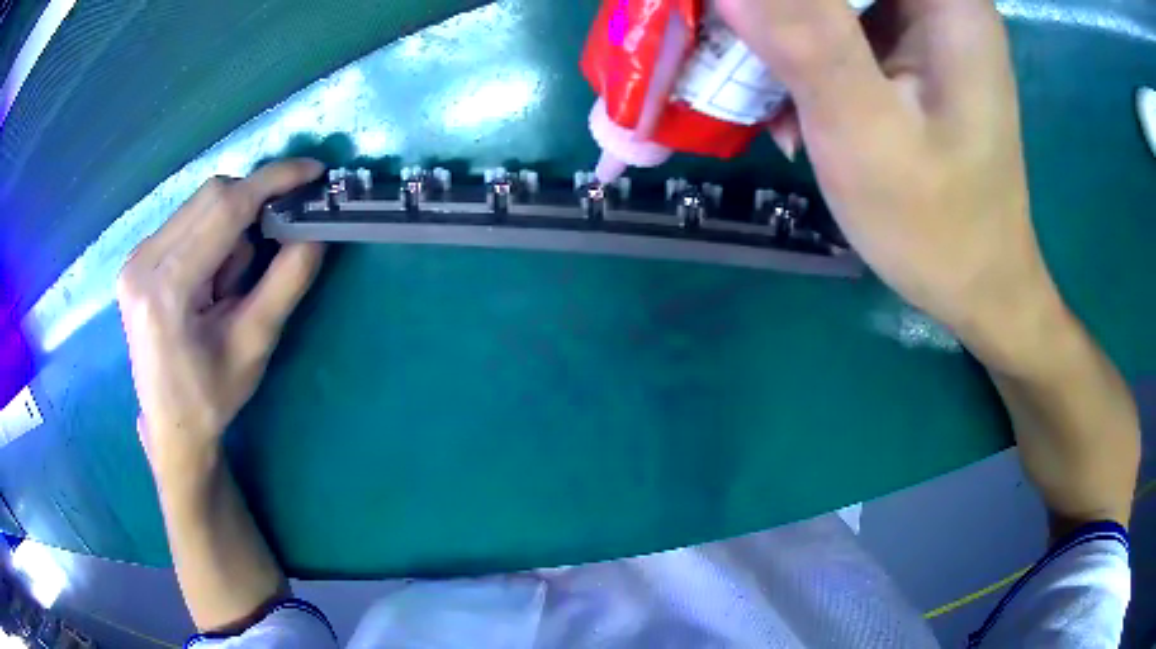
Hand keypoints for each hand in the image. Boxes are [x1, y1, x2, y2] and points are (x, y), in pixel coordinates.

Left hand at [117, 159, 324, 473]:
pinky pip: (186, 220)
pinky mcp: (137, 260)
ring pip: (199, 205)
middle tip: (273, 244)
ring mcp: (135, 258)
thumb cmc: (212, 396)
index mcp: (166, 289)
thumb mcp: (254, 344)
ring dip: (230, 227)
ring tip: (230, 283)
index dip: (271, 182)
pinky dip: (212, 234)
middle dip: (251, 209)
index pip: (223, 209)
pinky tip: (210, 277)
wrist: (171, 426)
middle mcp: (142, 262)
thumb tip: (317, 231)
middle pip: (210, 197)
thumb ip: (285, 282)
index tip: (312, 172)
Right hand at [721, 0, 1061, 367]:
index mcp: (947, 1)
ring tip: (755, 87)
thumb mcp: (866, 131)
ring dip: (780, 32)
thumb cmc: (938, 225)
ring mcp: (923, 24)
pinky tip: (789, 107)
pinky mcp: (907, 51)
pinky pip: (836, 25)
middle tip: (734, 45)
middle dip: (777, 12)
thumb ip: (804, 38)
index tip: (743, 19)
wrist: (978, 287)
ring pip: (828, 0)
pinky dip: (802, 55)